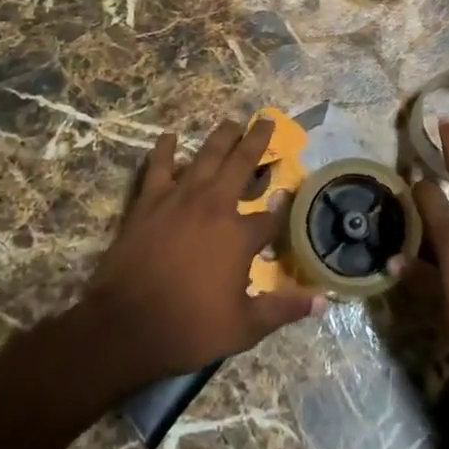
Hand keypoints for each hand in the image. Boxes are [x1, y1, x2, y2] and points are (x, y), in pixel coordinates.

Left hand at [75, 118, 325, 390]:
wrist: (125, 325)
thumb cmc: (188, 328)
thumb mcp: (244, 328)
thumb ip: (283, 308)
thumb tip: (322, 300)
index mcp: (239, 236)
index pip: (271, 216)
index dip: (284, 206)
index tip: (290, 194)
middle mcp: (215, 206)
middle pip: (241, 163)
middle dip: (257, 141)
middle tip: (266, 120)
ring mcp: (180, 198)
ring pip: (206, 156)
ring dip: (221, 136)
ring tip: (232, 122)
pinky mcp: (150, 200)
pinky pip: (159, 166)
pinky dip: (166, 149)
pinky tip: (170, 137)